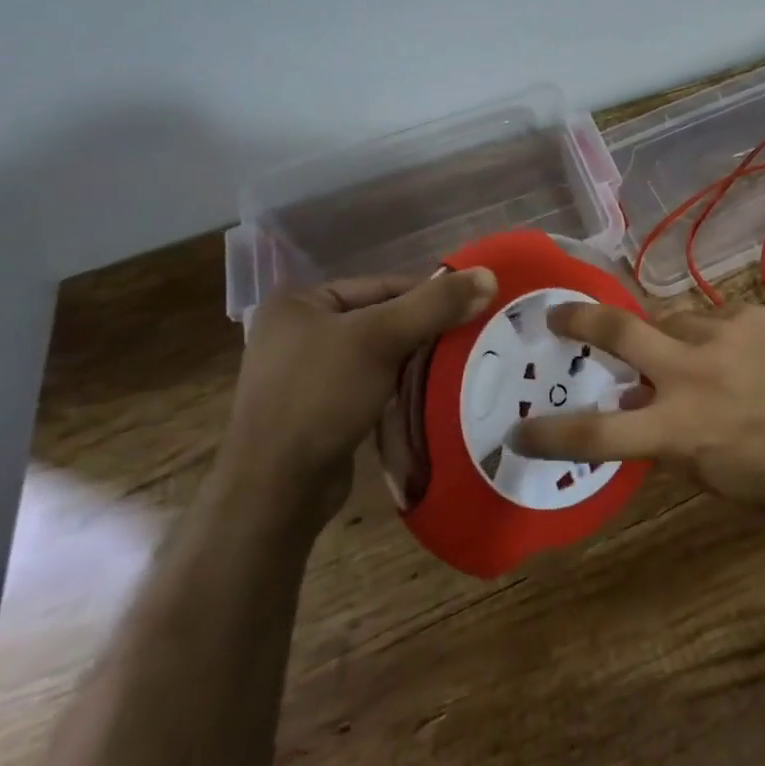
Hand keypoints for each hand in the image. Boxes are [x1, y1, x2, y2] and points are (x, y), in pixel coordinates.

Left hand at [219, 268, 495, 533]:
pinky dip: (400, 389)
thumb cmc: (321, 397)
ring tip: (459, 367)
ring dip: (416, 363)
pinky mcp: (319, 411)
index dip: (430, 297)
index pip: (383, 286)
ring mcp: (306, 374)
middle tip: (472, 340)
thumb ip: (435, 304)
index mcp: (300, 302)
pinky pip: (371, 386)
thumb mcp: (382, 339)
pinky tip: (430, 396)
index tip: (474, 310)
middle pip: (382, 319)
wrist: (275, 491)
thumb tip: (489, 275)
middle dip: (426, 333)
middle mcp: (298, 332)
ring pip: (380, 355)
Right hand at [510, 302, 764, 510]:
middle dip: (579, 321)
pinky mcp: (757, 314)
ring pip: (671, 319)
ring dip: (664, 335)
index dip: (549, 434)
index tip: (517, 429)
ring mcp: (725, 333)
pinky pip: (717, 318)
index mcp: (679, 428)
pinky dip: (713, 335)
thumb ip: (672, 442)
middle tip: (557, 314)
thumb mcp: (719, 477)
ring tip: (679, 350)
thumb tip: (639, 413)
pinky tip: (737, 353)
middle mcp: (692, 372)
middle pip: (618, 333)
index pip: (596, 434)